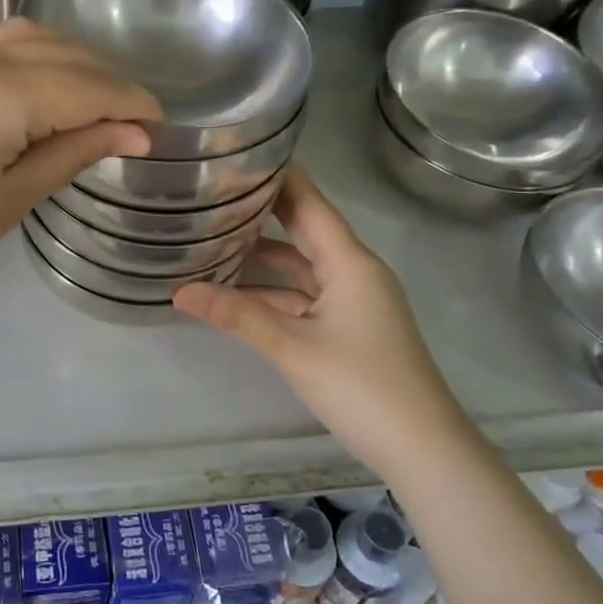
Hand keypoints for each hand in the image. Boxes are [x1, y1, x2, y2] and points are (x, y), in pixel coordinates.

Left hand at [0, 19, 160, 321]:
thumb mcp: (9, 199)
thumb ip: (73, 152)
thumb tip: (133, 133)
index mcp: (2, 90)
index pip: (90, 87)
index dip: (133, 105)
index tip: (164, 129)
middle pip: (66, 53)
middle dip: (110, 81)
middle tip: (136, 123)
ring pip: (32, 39)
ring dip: (74, 63)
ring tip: (98, 105)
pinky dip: (36, 60)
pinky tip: (46, 90)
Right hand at [174, 168, 457, 463]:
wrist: (423, 450)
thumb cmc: (363, 387)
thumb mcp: (293, 347)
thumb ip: (237, 315)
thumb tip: (179, 290)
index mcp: (349, 261)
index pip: (308, 203)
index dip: (277, 176)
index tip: (239, 153)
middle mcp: (352, 271)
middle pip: (303, 229)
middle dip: (262, 211)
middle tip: (214, 189)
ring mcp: (352, 300)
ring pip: (300, 266)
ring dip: (261, 257)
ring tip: (211, 240)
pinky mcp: (348, 326)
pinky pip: (304, 295)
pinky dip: (272, 291)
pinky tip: (235, 293)